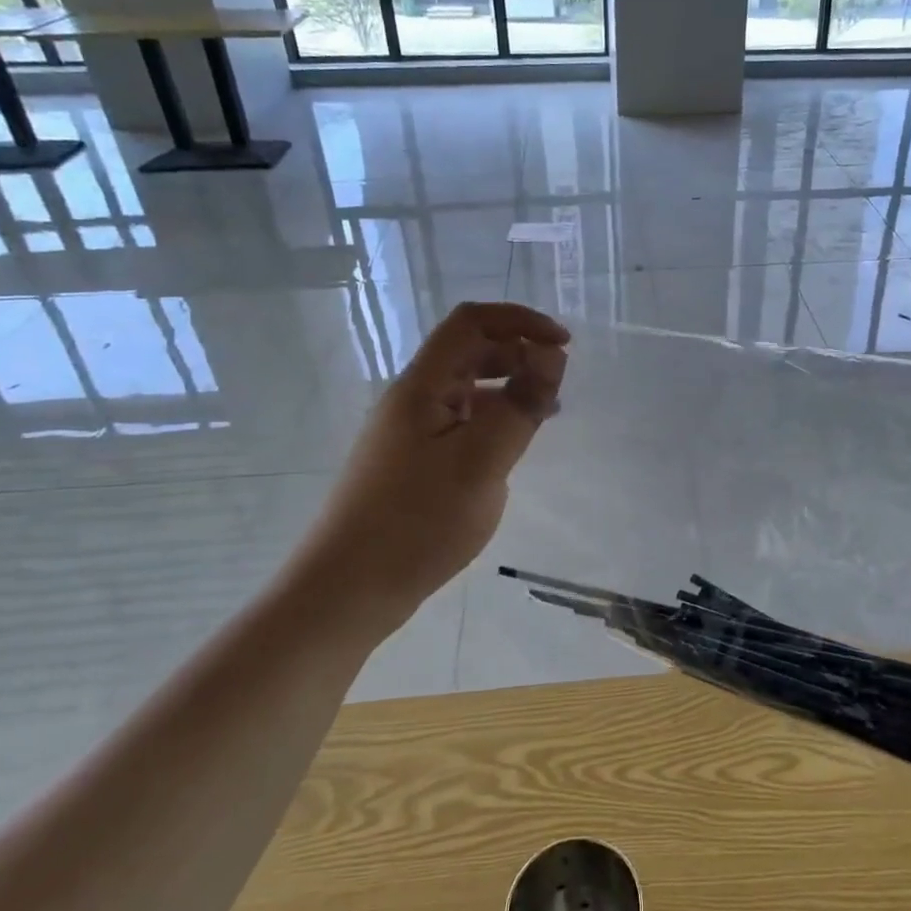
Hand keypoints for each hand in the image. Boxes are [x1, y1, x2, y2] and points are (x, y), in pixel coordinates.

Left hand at [299, 303, 568, 639]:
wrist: (347, 590)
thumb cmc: (416, 522)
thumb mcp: (482, 461)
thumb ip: (520, 405)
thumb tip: (551, 354)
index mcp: (422, 386)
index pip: (471, 323)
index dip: (520, 320)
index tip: (563, 345)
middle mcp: (412, 399)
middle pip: (468, 352)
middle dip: (518, 354)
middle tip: (557, 383)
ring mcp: (409, 432)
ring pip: (466, 390)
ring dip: (508, 388)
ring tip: (545, 414)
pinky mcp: (412, 462)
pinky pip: (460, 423)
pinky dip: (493, 421)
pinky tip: (512, 449)